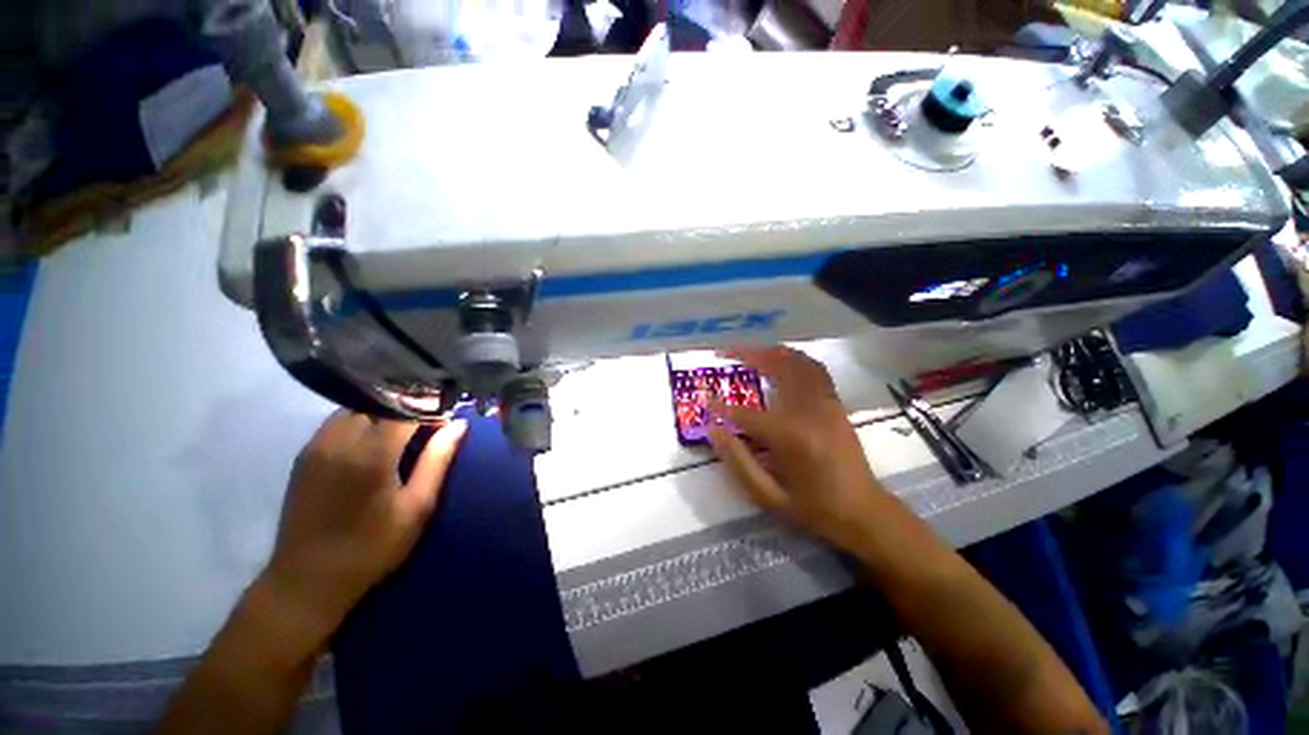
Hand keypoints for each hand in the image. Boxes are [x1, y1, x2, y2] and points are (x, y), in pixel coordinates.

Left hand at [264, 410, 467, 641]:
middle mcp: (340, 440)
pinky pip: (338, 421)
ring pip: (357, 408)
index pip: (407, 407)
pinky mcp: (305, 454)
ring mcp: (317, 445)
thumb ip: (437, 459)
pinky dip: (362, 420)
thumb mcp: (417, 507)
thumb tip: (458, 424)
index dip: (431, 407)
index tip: (447, 418)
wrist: (307, 581)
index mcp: (372, 453)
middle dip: (409, 406)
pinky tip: (373, 440)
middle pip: (380, 402)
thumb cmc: (372, 547)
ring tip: (403, 431)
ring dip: (384, 412)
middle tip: (428, 424)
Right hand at [708, 346, 886, 553]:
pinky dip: (795, 359)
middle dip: (750, 355)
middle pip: (778, 367)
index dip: (722, 408)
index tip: (706, 402)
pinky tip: (781, 361)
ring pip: (799, 361)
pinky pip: (815, 369)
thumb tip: (714, 431)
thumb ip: (738, 462)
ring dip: (772, 352)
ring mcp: (827, 403)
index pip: (746, 414)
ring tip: (750, 353)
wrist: (865, 512)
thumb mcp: (769, 497)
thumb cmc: (814, 509)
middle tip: (727, 352)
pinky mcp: (835, 403)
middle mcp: (809, 411)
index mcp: (791, 437)